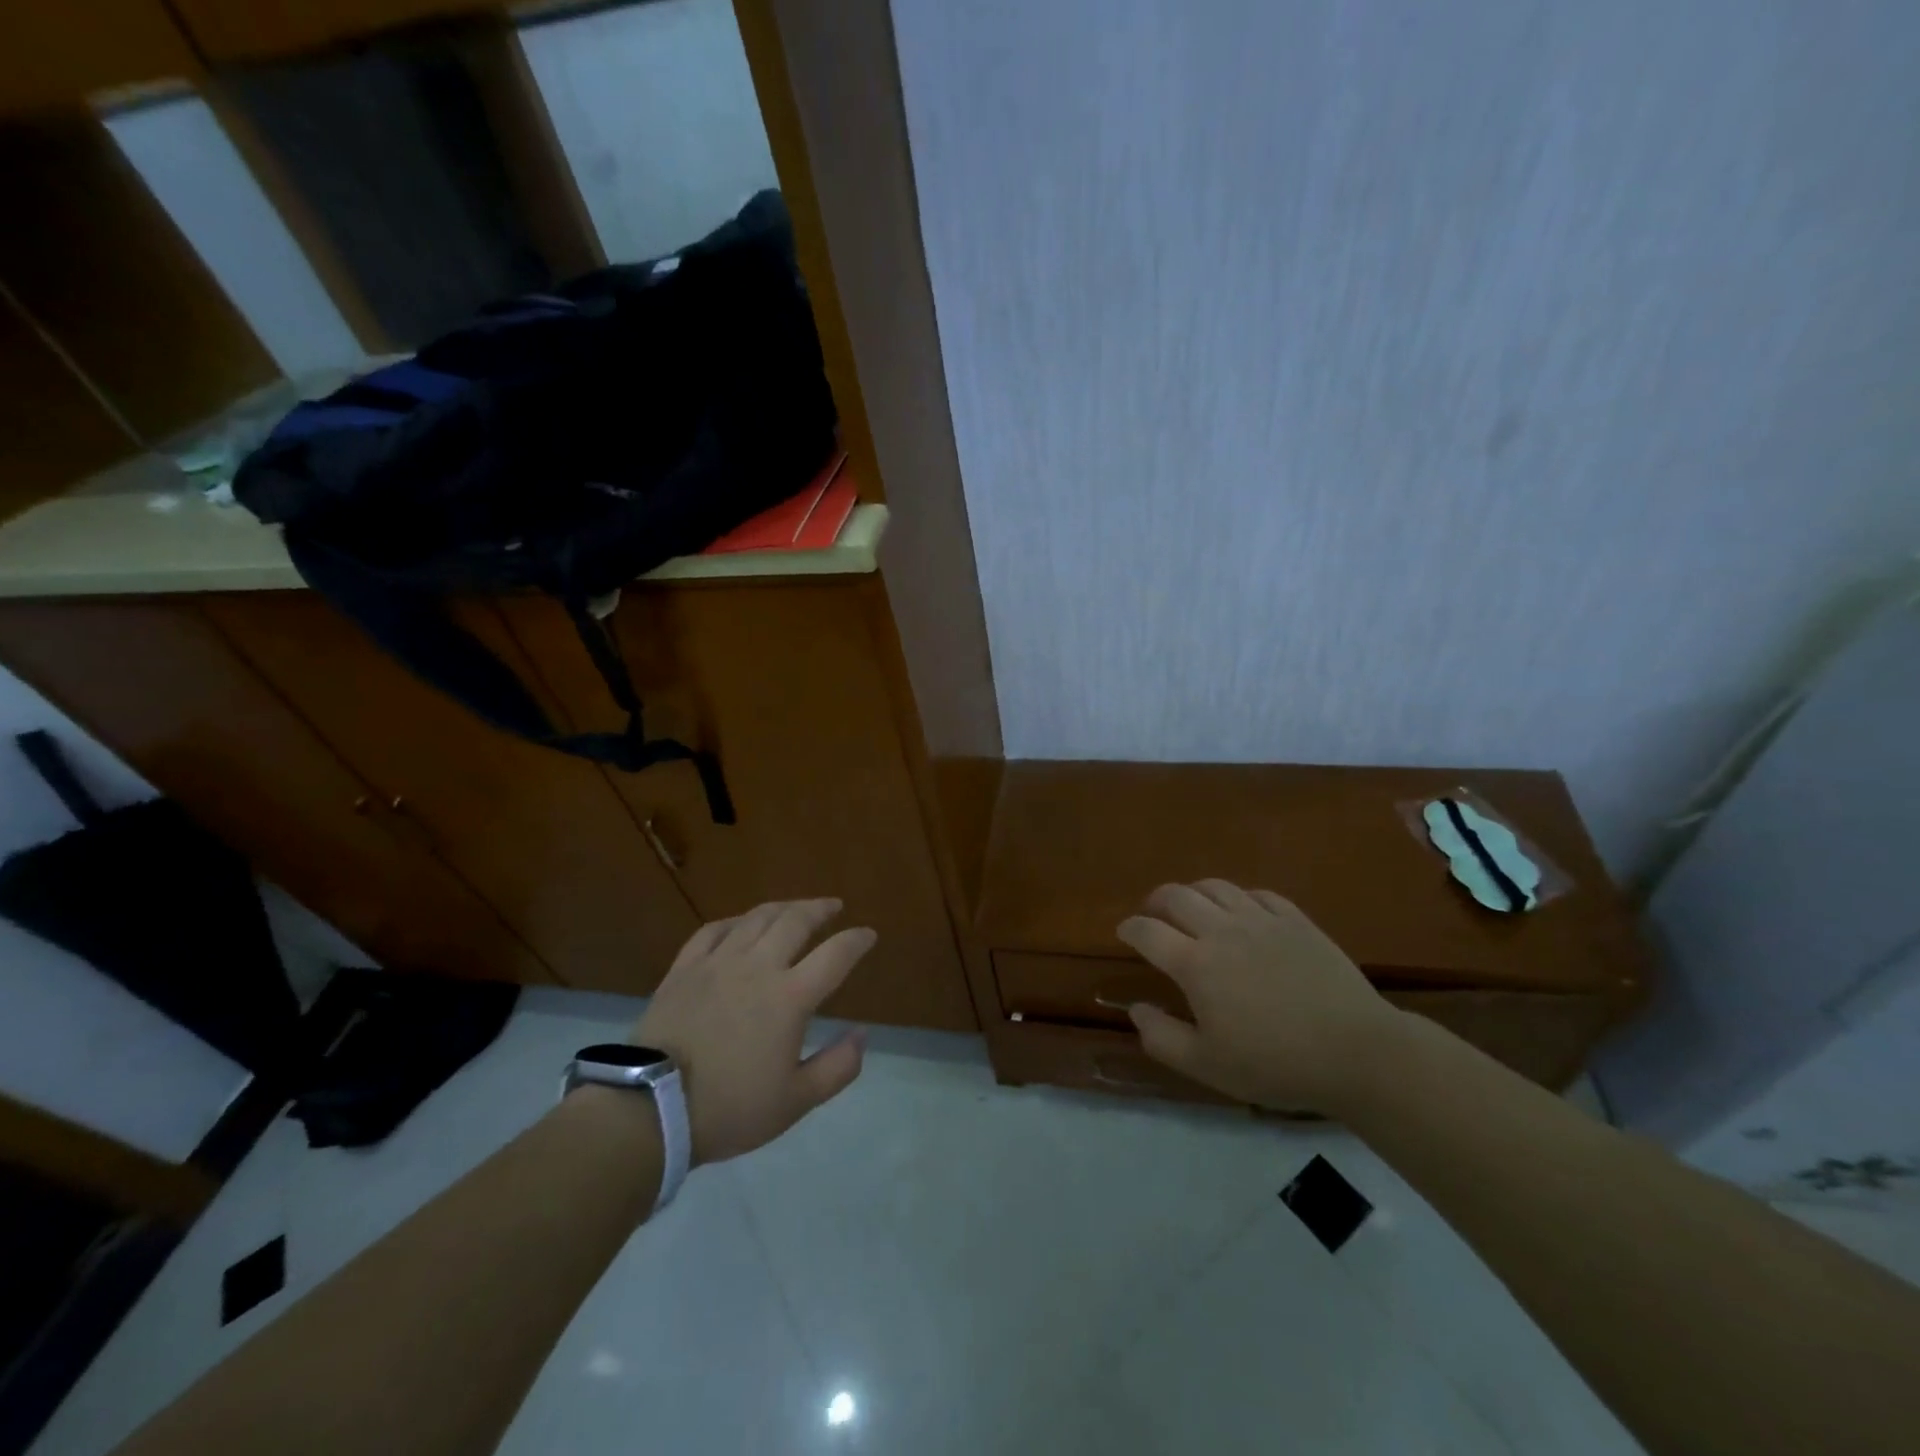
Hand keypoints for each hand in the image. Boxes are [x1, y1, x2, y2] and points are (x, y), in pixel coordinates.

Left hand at [634, 899, 872, 1164]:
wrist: (650, 1109)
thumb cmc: (729, 1108)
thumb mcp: (796, 1101)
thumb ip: (837, 1067)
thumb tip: (862, 1034)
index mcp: (790, 997)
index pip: (835, 955)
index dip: (857, 940)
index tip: (869, 934)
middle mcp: (758, 967)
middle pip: (796, 921)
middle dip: (820, 909)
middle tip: (834, 906)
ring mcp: (718, 962)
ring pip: (757, 918)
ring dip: (783, 907)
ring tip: (795, 908)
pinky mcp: (685, 968)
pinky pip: (713, 930)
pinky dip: (735, 921)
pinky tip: (741, 924)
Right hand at [1117, 880, 1404, 1113]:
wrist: (1356, 1052)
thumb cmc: (1275, 1063)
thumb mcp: (1207, 1065)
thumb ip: (1162, 1037)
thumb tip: (1136, 1008)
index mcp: (1195, 964)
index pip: (1147, 931)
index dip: (1130, 928)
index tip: (1124, 932)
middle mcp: (1222, 931)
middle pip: (1176, 896)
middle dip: (1156, 901)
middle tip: (1153, 915)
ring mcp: (1261, 920)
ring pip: (1215, 887)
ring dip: (1194, 892)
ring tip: (1192, 907)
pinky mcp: (1296, 920)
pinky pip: (1257, 894)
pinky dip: (1239, 897)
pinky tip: (1242, 912)